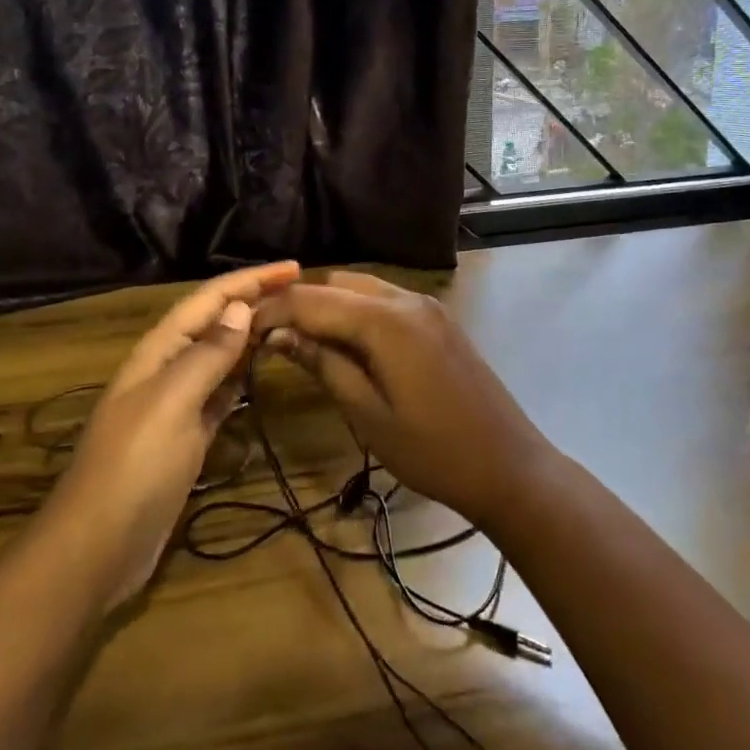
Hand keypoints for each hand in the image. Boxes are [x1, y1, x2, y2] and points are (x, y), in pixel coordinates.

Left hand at [53, 260, 299, 608]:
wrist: (96, 549)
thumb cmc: (134, 467)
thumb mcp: (171, 403)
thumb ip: (207, 355)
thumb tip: (241, 308)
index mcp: (159, 351)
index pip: (210, 299)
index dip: (251, 279)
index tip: (295, 267)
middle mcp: (167, 369)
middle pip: (215, 322)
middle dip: (253, 300)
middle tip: (301, 293)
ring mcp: (175, 405)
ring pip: (218, 356)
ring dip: (250, 335)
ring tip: (289, 321)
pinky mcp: (185, 437)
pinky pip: (219, 393)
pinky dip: (240, 377)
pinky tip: (260, 373)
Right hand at [252, 272, 555, 526]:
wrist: (508, 465)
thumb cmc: (433, 451)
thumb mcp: (368, 414)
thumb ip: (324, 365)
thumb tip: (279, 335)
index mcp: (386, 321)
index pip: (313, 300)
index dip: (273, 310)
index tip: (241, 328)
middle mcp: (407, 299)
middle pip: (337, 284)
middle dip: (299, 303)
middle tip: (267, 336)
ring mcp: (427, 306)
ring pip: (361, 288)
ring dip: (327, 305)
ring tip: (298, 339)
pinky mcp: (438, 319)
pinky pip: (385, 300)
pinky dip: (356, 311)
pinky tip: (342, 341)